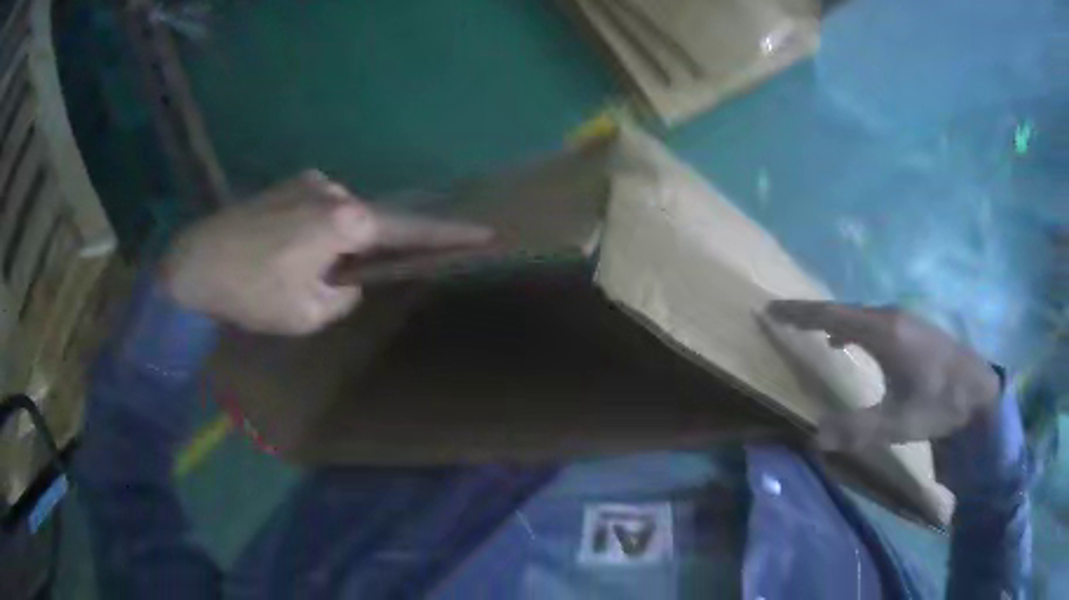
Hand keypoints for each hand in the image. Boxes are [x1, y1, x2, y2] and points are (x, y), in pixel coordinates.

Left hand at [162, 170, 491, 334]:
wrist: (195, 261)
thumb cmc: (251, 292)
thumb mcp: (306, 314)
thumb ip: (342, 295)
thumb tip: (346, 278)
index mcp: (344, 223)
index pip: (409, 230)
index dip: (447, 234)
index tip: (483, 231)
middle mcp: (334, 192)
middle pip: (369, 223)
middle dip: (362, 251)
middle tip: (334, 281)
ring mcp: (310, 182)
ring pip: (340, 217)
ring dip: (331, 243)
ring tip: (294, 270)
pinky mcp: (288, 183)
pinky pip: (317, 208)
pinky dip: (312, 231)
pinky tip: (281, 251)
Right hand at [766, 301, 1001, 451]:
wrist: (978, 391)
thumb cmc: (939, 404)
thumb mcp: (898, 423)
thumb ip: (857, 429)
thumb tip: (815, 436)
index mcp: (884, 333)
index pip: (832, 315)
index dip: (800, 313)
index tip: (772, 309)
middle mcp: (890, 317)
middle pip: (843, 308)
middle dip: (811, 313)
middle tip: (784, 319)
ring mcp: (903, 319)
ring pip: (859, 314)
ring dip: (832, 319)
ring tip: (811, 330)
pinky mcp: (912, 328)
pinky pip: (872, 320)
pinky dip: (852, 326)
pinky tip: (850, 342)